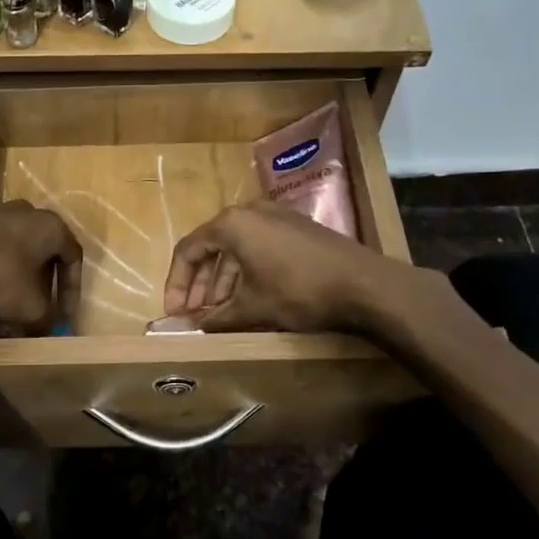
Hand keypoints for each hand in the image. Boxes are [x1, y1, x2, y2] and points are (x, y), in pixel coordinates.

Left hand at [0, 203, 82, 333]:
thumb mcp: (30, 308)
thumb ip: (45, 319)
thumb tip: (45, 326)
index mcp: (51, 226)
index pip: (73, 258)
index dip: (71, 292)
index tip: (63, 318)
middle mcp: (26, 212)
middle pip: (39, 256)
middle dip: (38, 289)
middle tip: (33, 314)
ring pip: (11, 255)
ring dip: (11, 284)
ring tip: (2, 313)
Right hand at [164, 203, 436, 334]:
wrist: (364, 284)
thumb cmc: (298, 291)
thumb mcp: (252, 308)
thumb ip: (215, 317)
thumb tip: (189, 328)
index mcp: (231, 224)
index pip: (188, 250)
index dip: (177, 283)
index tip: (175, 311)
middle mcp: (250, 211)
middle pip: (211, 246)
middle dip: (200, 283)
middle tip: (194, 313)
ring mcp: (276, 216)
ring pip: (236, 247)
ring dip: (223, 279)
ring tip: (219, 310)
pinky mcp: (296, 227)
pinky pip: (258, 246)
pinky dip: (246, 270)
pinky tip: (249, 296)